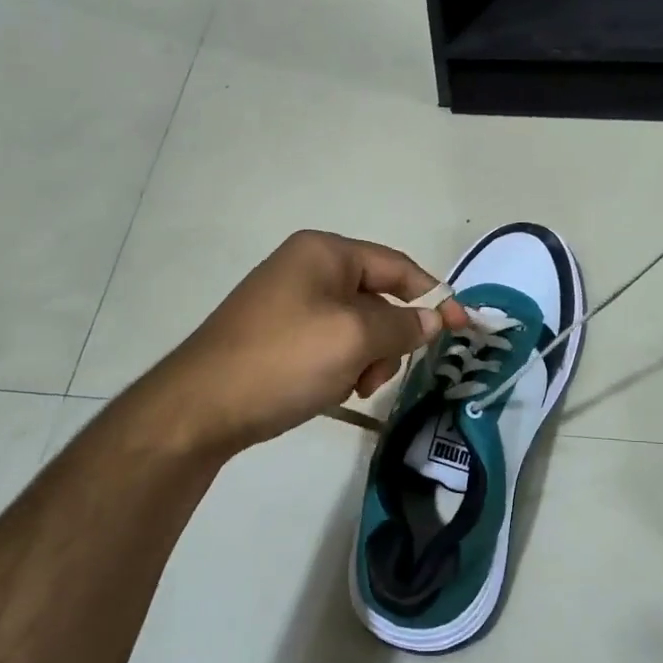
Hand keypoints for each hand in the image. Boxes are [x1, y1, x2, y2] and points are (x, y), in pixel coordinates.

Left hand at [154, 230, 469, 455]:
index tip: (462, 328)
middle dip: (388, 340)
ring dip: (364, 359)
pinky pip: (330, 344)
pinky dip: (339, 367)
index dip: (433, 297)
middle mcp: (307, 268)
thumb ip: (403, 325)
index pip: (398, 267)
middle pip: (378, 299)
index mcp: (325, 253)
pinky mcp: (278, 335)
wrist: (200, 408)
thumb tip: (434, 318)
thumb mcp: (354, 339)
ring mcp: (289, 302)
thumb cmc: (284, 360)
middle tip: (376, 375)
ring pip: (356, 328)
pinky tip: (324, 391)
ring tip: (347, 387)